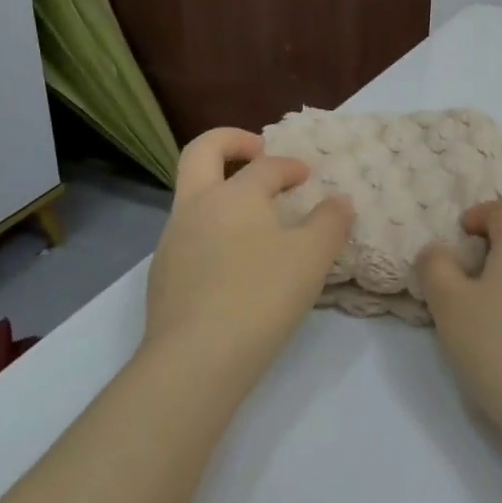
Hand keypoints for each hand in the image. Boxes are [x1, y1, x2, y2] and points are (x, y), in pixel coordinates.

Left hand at [142, 128, 353, 385]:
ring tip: (256, 218)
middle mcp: (196, 207)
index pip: (265, 166)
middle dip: (231, 142)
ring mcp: (172, 241)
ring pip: (192, 196)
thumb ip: (330, 222)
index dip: (290, 166)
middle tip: (258, 152)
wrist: (195, 360)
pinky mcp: (162, 275)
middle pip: (201, 152)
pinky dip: (214, 229)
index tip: (309, 176)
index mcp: (233, 194)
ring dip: (222, 191)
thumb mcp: (312, 257)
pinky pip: (189, 235)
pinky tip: (235, 262)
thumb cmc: (260, 296)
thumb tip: (338, 201)